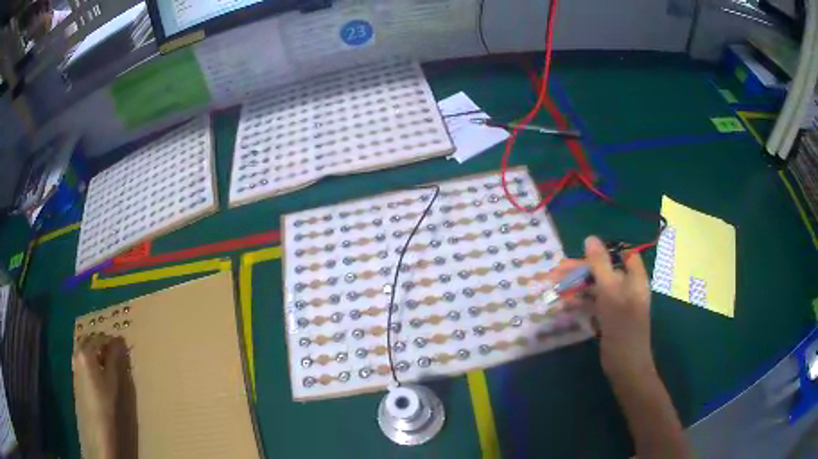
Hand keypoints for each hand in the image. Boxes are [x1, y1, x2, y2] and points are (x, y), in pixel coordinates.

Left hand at [73, 334, 129, 457]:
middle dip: (100, 342)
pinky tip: (100, 370)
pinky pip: (83, 358)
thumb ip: (114, 359)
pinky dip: (91, 358)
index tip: (122, 344)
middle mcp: (77, 353)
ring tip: (108, 360)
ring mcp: (75, 364)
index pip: (99, 338)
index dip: (111, 340)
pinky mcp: (76, 374)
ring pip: (84, 349)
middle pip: (88, 340)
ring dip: (95, 350)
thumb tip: (119, 342)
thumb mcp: (112, 380)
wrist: (95, 425)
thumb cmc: (105, 401)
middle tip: (115, 350)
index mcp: (86, 352)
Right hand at [567, 236, 654, 379]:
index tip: (583, 253)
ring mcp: (617, 305)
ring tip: (554, 289)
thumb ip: (600, 266)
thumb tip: (590, 238)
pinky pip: (593, 305)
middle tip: (556, 273)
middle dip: (581, 272)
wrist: (625, 366)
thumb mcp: (610, 293)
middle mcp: (626, 288)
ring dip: (577, 288)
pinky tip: (563, 306)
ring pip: (595, 289)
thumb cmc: (622, 327)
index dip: (605, 251)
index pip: (624, 255)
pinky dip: (580, 304)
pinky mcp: (608, 319)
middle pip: (604, 272)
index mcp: (634, 279)